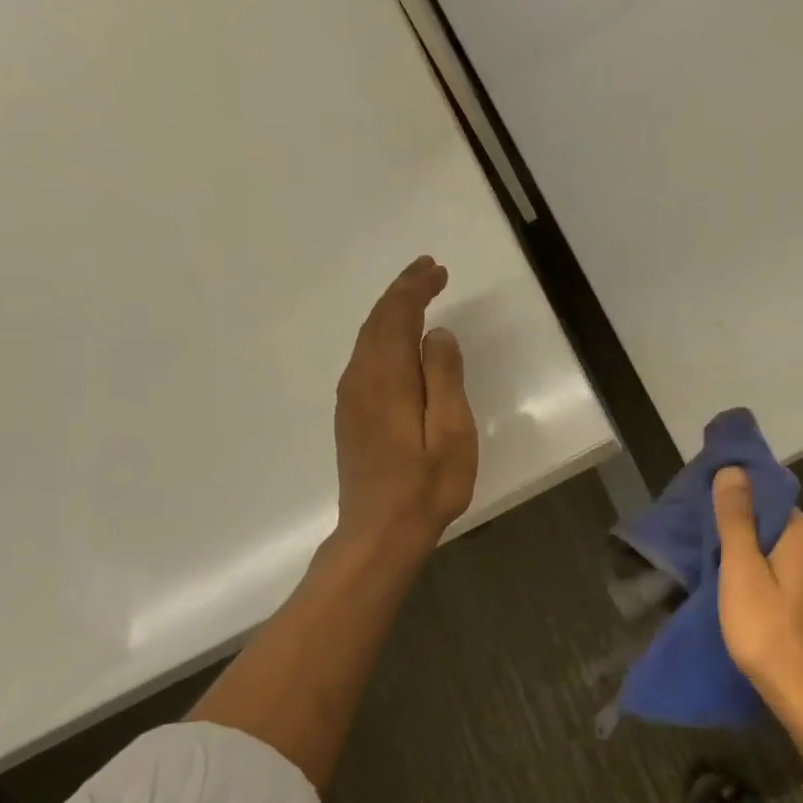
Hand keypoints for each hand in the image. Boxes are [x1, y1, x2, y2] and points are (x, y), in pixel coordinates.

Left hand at [333, 257, 478, 555]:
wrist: (380, 533)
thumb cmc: (426, 486)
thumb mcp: (451, 432)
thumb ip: (444, 377)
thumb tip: (436, 334)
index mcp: (386, 379)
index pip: (396, 316)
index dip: (415, 289)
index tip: (436, 270)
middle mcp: (361, 380)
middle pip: (377, 322)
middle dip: (402, 293)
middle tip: (429, 271)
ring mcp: (351, 400)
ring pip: (368, 340)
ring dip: (391, 313)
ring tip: (417, 298)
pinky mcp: (351, 417)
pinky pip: (365, 360)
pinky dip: (383, 338)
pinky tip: (398, 344)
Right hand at [713, 466, 802, 708]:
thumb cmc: (768, 629)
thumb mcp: (741, 569)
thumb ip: (736, 518)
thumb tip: (733, 469)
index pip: (767, 500)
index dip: (735, 507)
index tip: (706, 522)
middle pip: (774, 526)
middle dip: (743, 535)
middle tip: (707, 552)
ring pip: (780, 553)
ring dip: (754, 559)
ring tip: (720, 576)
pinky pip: (789, 576)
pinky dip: (768, 579)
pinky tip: (747, 598)